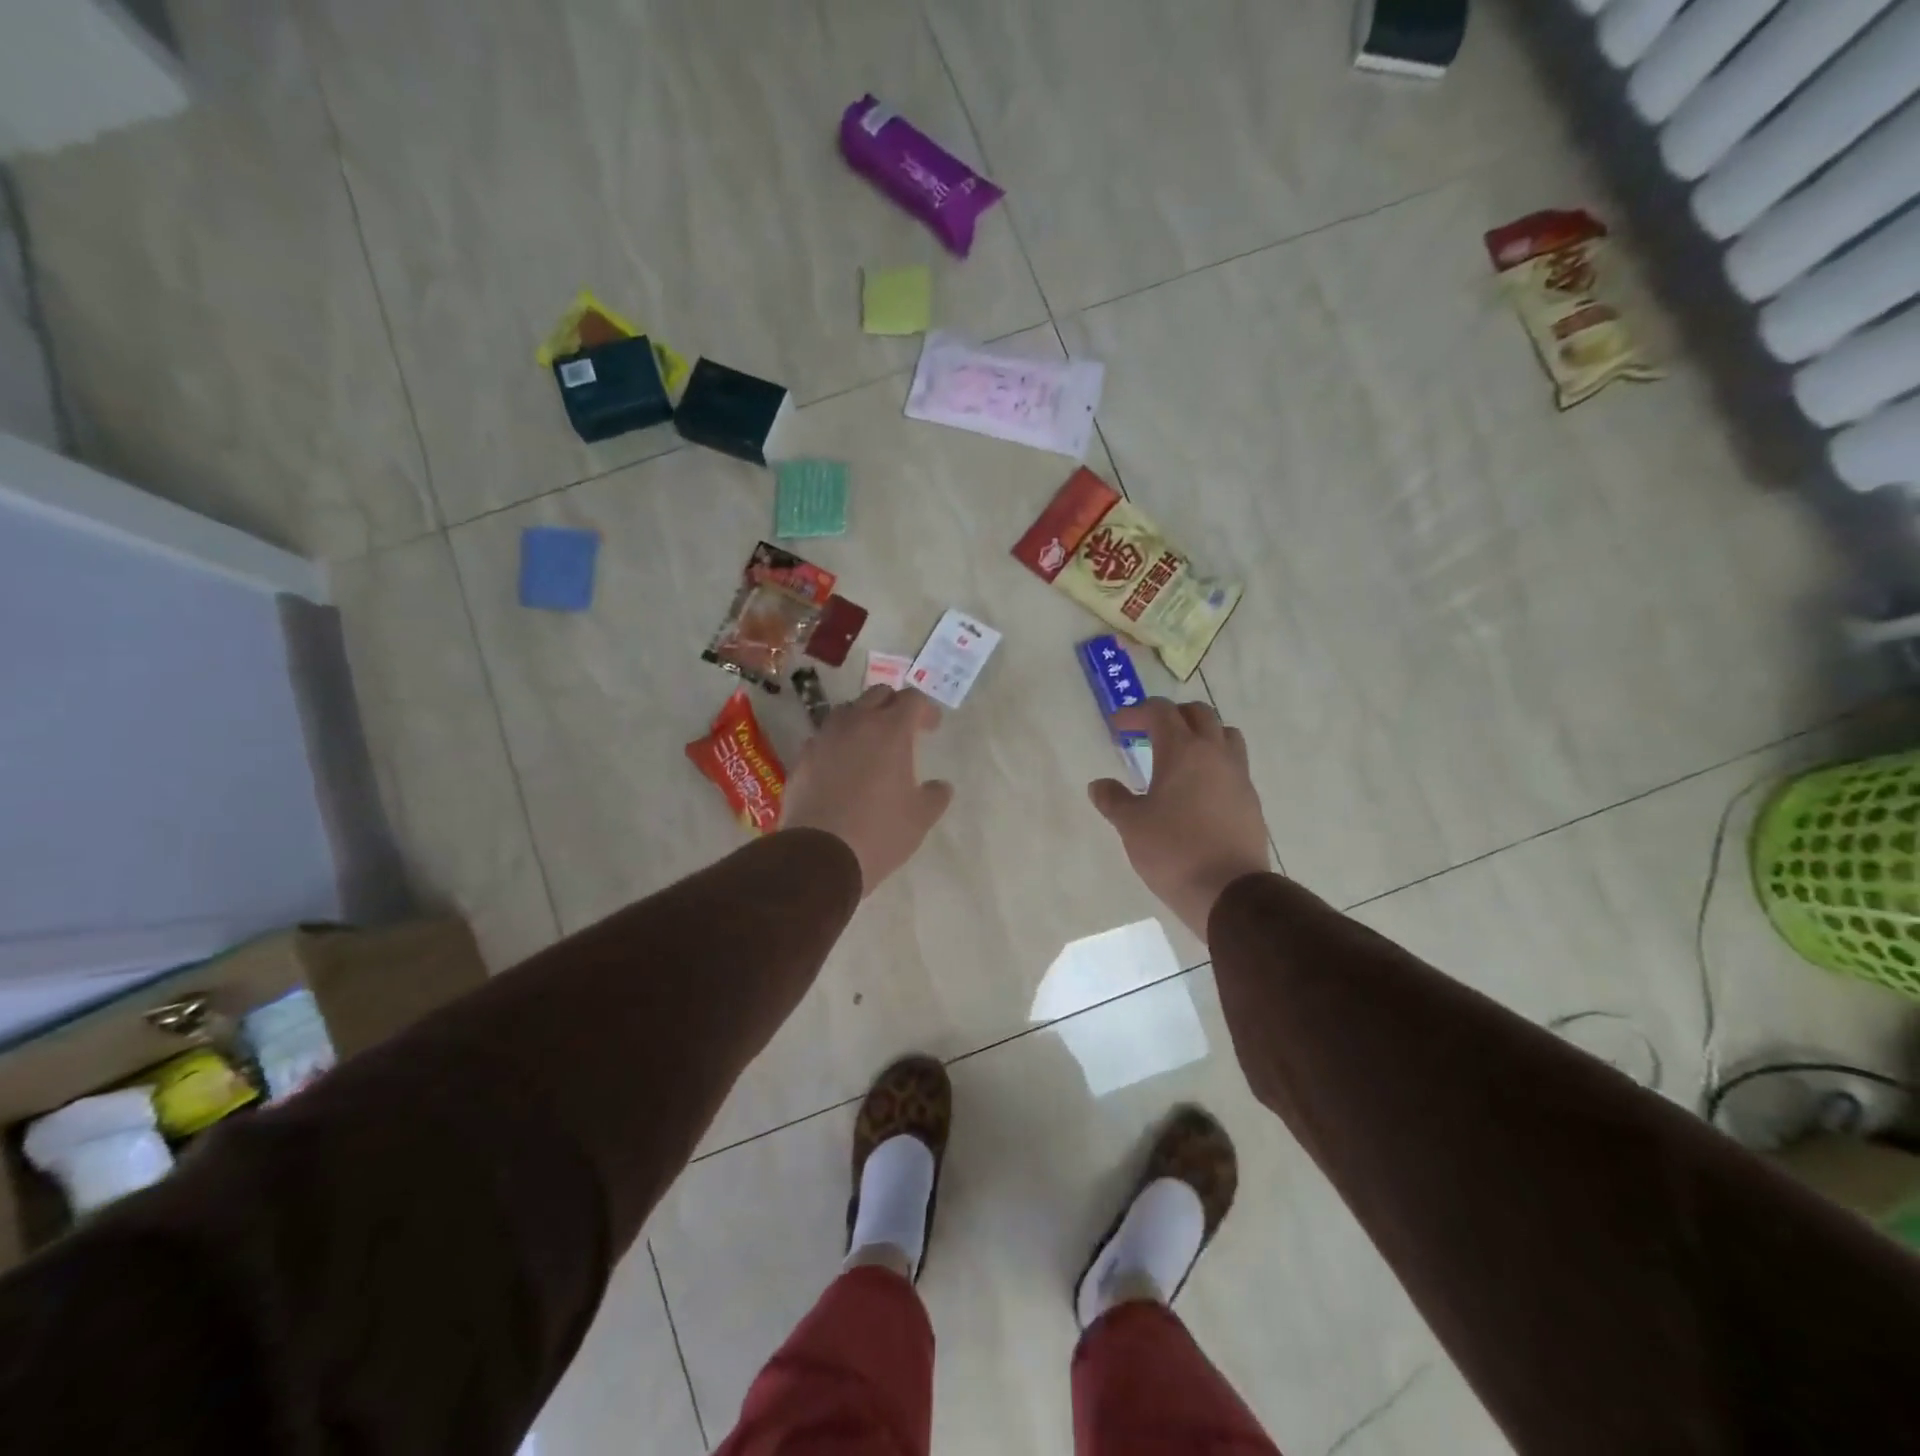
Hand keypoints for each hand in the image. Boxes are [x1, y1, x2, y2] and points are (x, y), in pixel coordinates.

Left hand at [780, 686, 953, 894]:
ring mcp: (824, 738)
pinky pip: (824, 738)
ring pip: (846, 712)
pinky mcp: (802, 758)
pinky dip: (837, 743)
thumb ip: (935, 795)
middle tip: (904, 729)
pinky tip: (841, 767)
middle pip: (878, 695)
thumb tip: (941, 786)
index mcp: (891, 730)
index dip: (925, 710)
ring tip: (870, 744)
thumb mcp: (920, 818)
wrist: (820, 854)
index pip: (912, 699)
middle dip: (894, 705)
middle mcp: (856, 723)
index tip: (931, 728)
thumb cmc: (880, 832)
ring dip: (862, 719)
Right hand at [1087, 699, 1272, 939]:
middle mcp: (1215, 754)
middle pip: (1199, 714)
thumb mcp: (1131, 825)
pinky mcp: (1251, 801)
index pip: (1161, 711)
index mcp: (1183, 751)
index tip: (1119, 726)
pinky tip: (1198, 791)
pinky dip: (1215, 764)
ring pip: (1225, 735)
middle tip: (1149, 734)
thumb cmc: (1173, 851)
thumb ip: (1113, 800)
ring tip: (1180, 757)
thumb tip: (1099, 785)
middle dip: (1172, 716)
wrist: (1229, 892)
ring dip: (1201, 735)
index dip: (1137, 712)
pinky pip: (1234, 766)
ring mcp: (1239, 776)